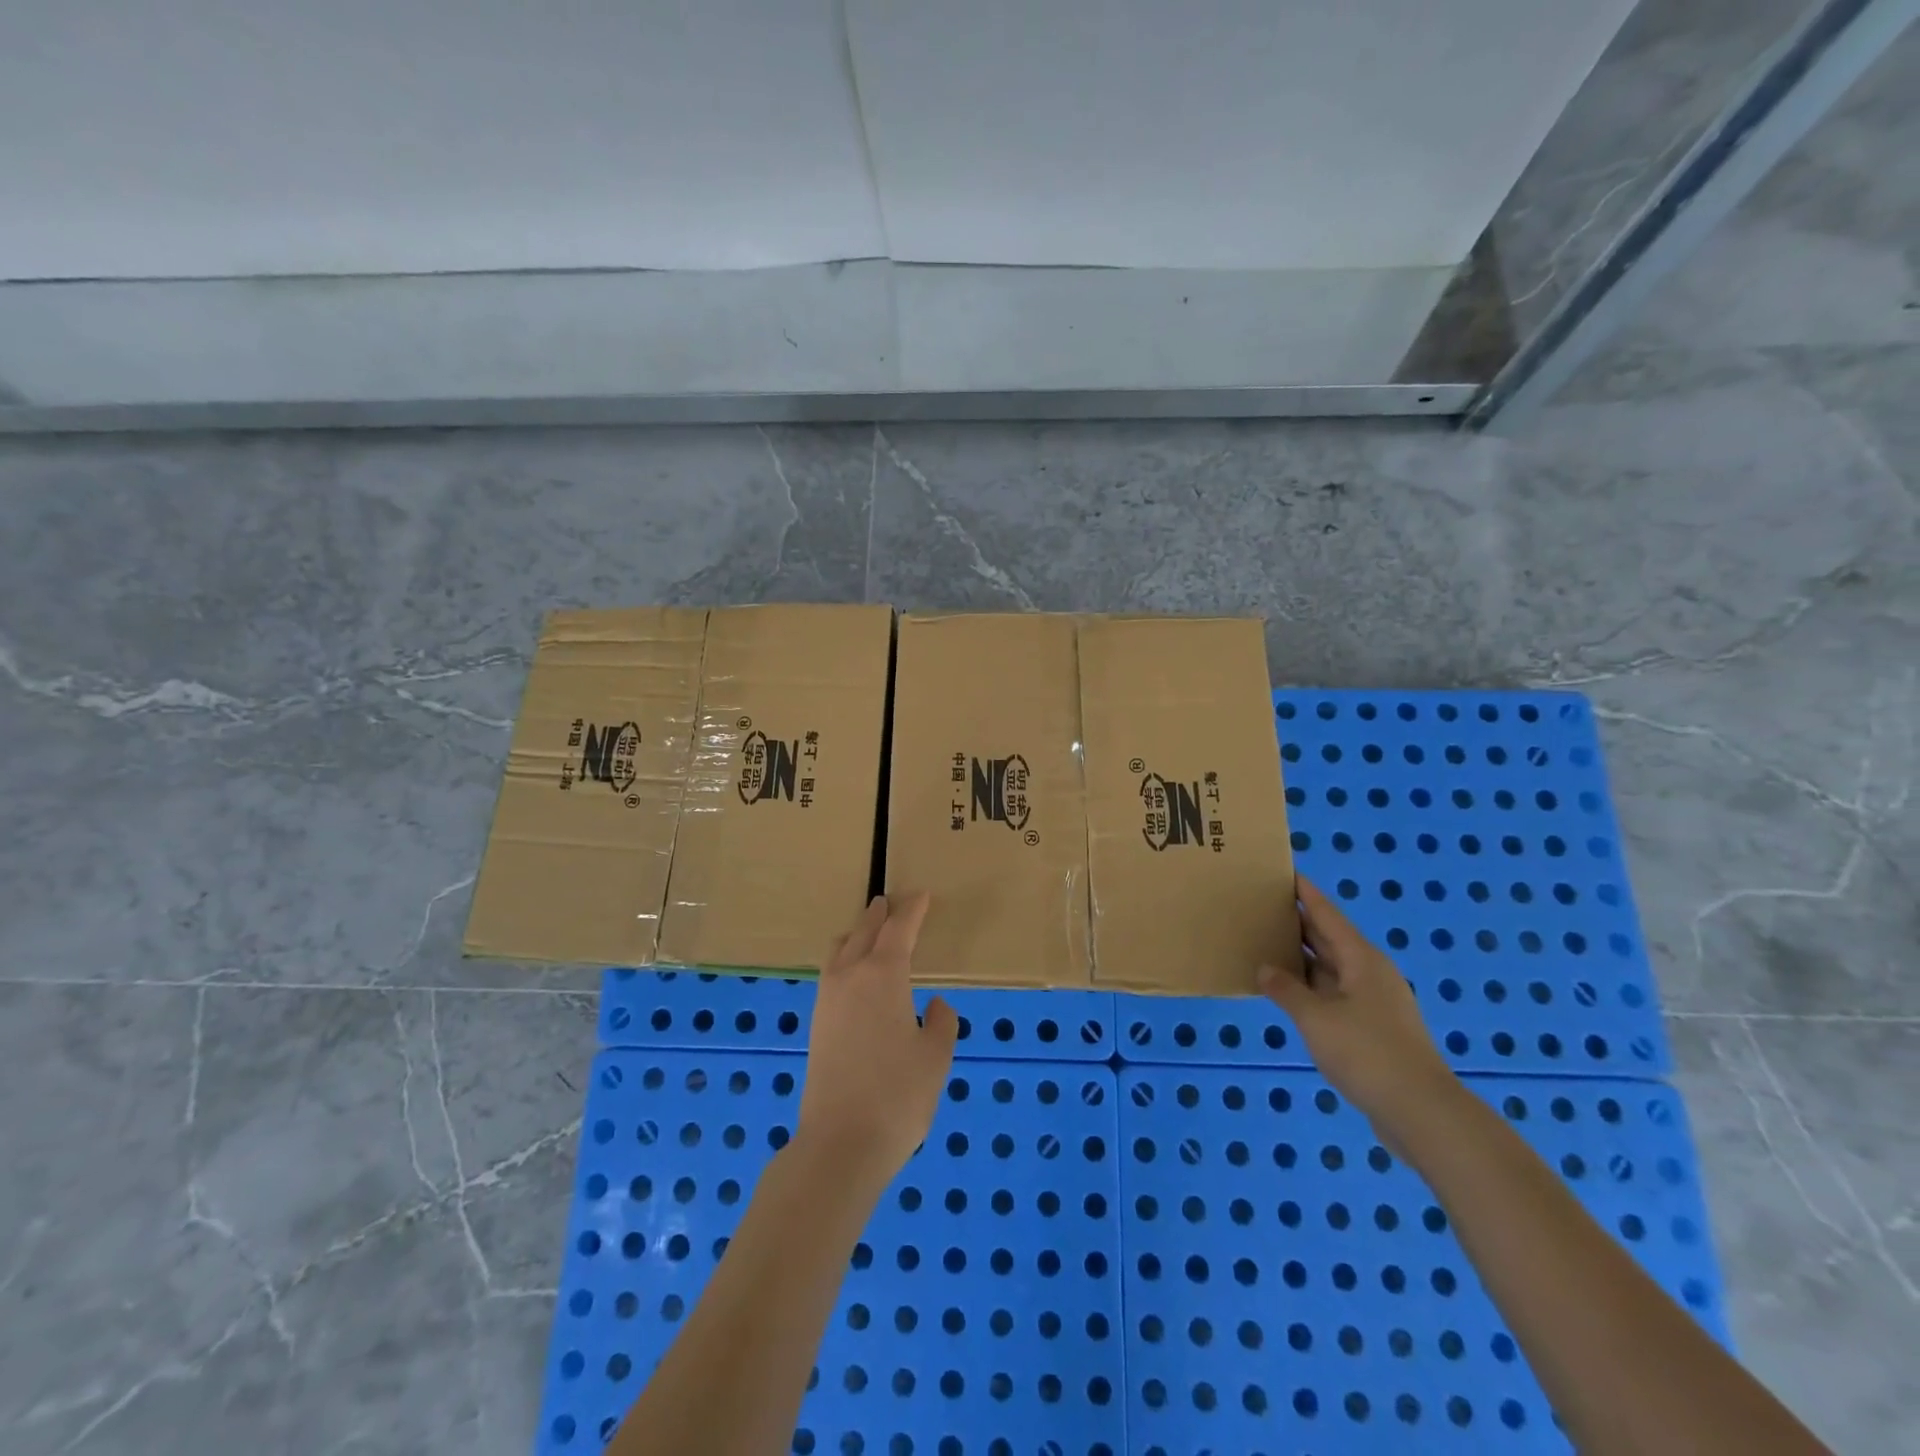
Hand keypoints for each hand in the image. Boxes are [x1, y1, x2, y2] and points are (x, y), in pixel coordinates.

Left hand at [797, 893, 958, 1194]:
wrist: (840, 1144)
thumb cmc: (898, 1095)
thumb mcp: (935, 1057)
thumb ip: (941, 1023)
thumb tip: (934, 1006)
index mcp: (884, 975)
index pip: (899, 929)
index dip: (913, 910)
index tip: (922, 894)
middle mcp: (850, 977)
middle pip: (864, 931)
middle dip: (880, 915)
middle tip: (892, 902)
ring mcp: (827, 999)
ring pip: (840, 949)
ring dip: (857, 934)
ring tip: (870, 931)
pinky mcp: (816, 1023)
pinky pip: (831, 973)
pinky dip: (845, 958)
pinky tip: (854, 975)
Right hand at [1259, 875, 1455, 1132]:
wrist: (1421, 1112)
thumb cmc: (1367, 1053)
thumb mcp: (1316, 1018)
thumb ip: (1286, 990)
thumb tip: (1265, 968)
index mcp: (1361, 959)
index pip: (1326, 914)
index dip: (1304, 893)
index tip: (1284, 872)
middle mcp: (1370, 973)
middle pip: (1329, 938)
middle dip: (1298, 923)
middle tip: (1263, 907)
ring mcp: (1374, 1002)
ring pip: (1331, 969)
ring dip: (1302, 958)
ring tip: (1267, 945)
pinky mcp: (1374, 1029)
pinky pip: (1334, 994)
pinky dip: (1310, 987)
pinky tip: (1289, 993)